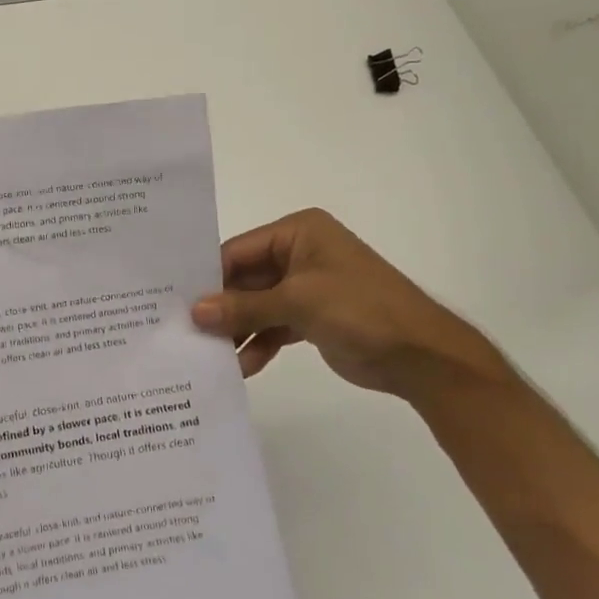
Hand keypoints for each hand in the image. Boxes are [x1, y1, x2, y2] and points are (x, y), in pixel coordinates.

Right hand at [191, 209, 509, 399]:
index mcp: (298, 232)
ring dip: (238, 329)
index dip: (209, 276)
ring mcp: (306, 287)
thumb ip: (244, 307)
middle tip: (186, 331)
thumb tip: (194, 312)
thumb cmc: (360, 309)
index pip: (239, 250)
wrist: (421, 356)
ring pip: (257, 305)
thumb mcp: (298, 302)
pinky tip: (242, 366)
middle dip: (221, 307)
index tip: (177, 301)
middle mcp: (299, 253)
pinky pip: (274, 326)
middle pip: (245, 279)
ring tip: (210, 354)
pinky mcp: (312, 317)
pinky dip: (259, 343)